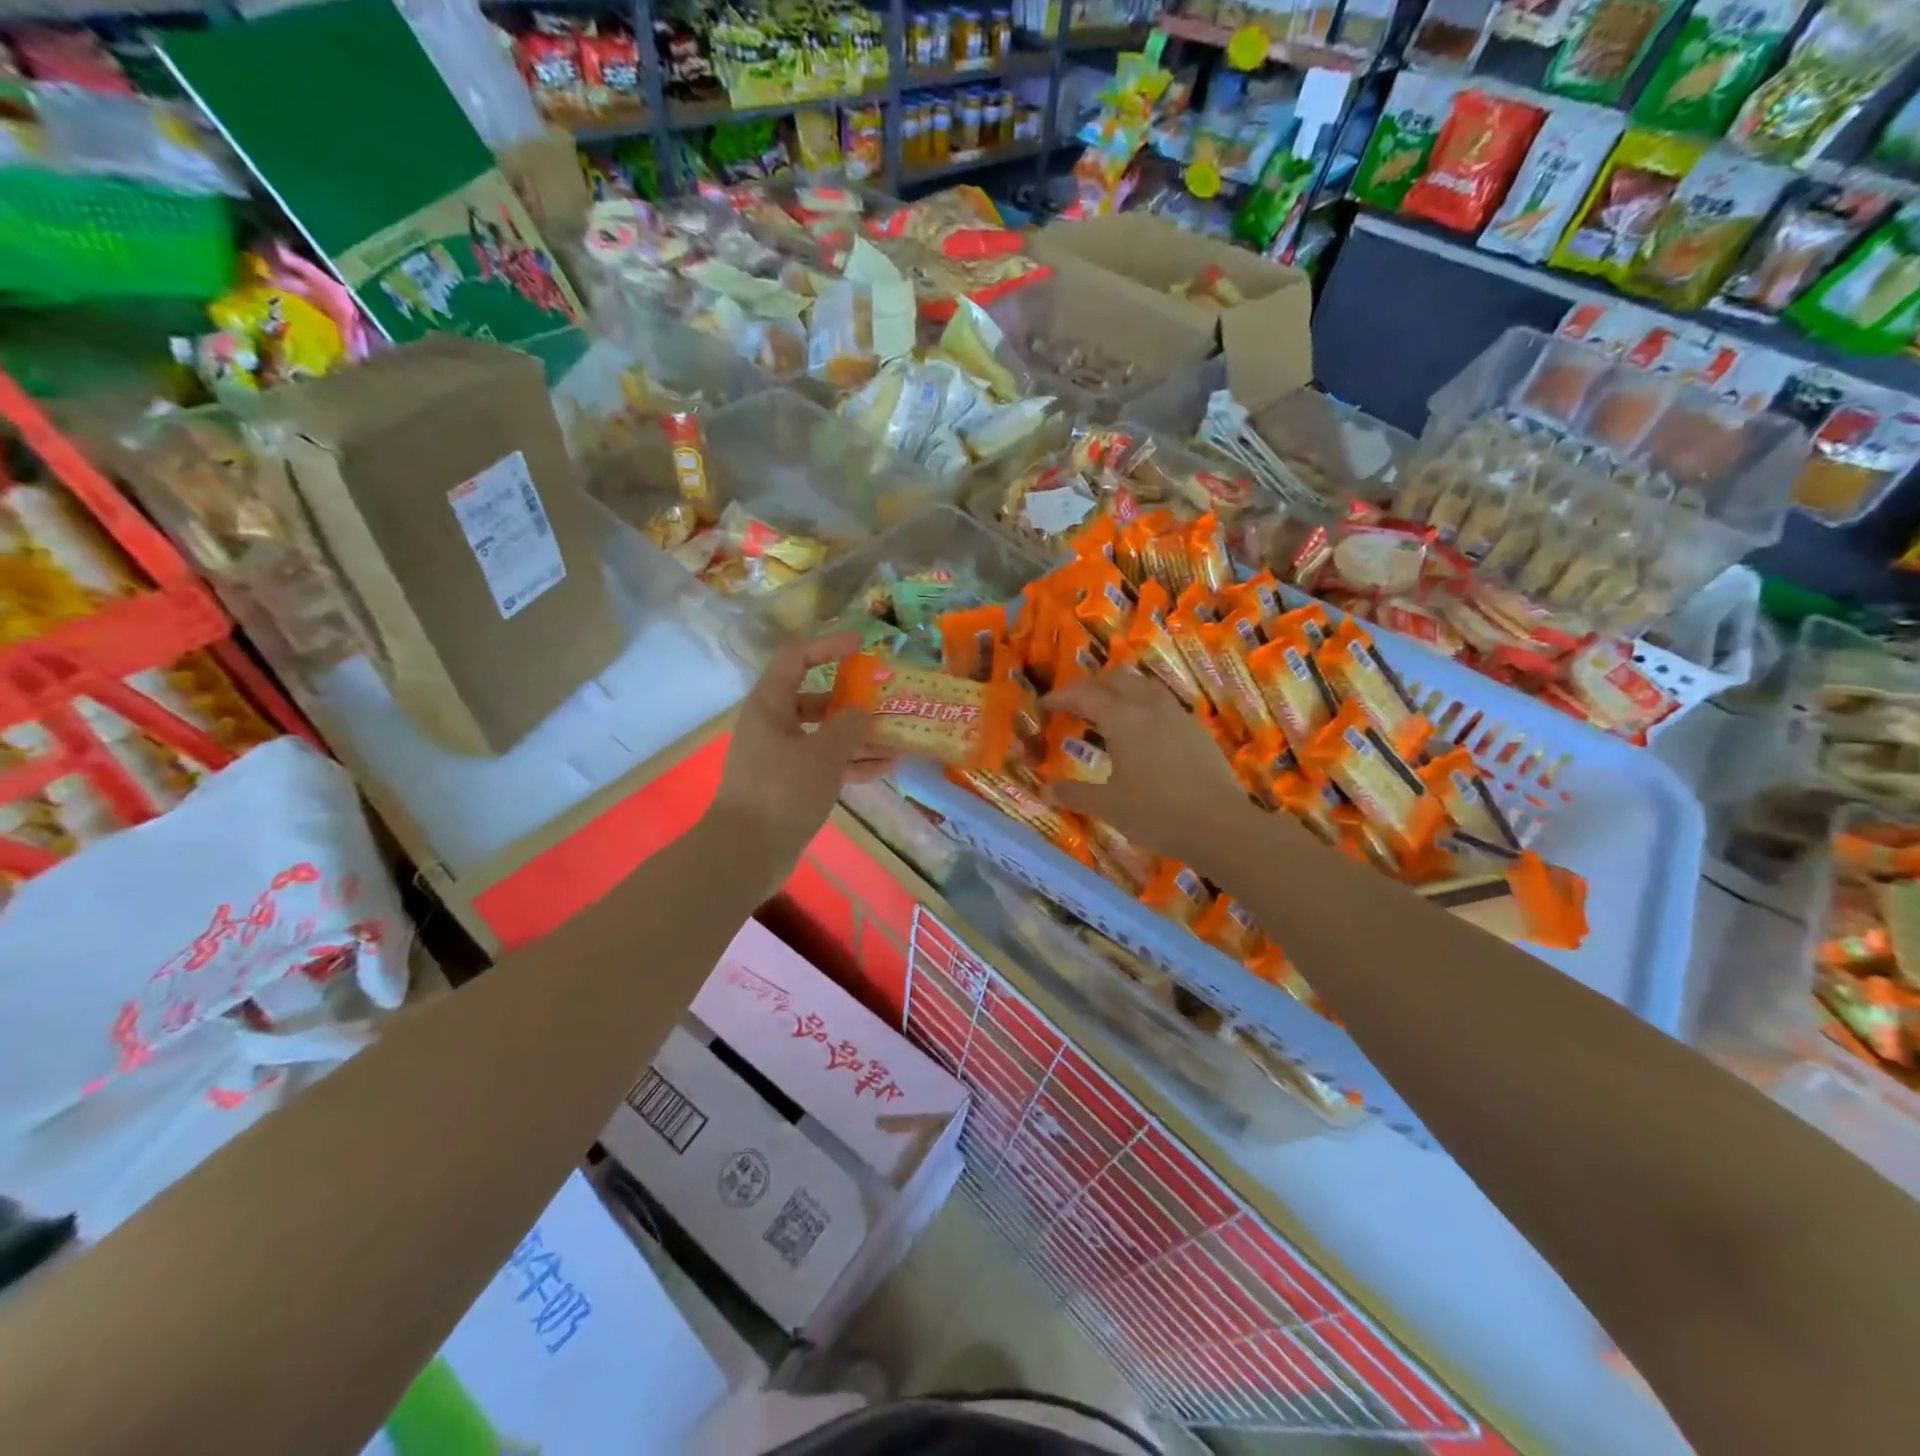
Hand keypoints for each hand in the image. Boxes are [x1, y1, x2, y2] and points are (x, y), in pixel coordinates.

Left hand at [707, 631, 885, 870]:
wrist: (746, 853)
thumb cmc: (782, 791)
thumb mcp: (824, 754)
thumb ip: (849, 726)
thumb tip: (863, 712)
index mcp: (770, 705)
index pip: (796, 657)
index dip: (828, 645)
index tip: (861, 645)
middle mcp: (772, 725)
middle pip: (814, 698)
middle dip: (852, 699)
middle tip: (886, 699)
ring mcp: (780, 757)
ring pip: (824, 735)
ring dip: (859, 735)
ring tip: (898, 737)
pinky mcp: (789, 785)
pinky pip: (824, 764)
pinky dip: (850, 763)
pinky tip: (885, 767)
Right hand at [1045, 670, 1259, 875]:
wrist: (1220, 825)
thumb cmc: (1156, 813)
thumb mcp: (1109, 806)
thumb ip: (1075, 794)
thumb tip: (1045, 789)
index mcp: (1122, 718)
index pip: (1084, 695)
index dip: (1061, 697)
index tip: (1044, 704)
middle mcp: (1149, 706)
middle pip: (1116, 678)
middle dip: (1091, 686)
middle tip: (1075, 705)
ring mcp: (1177, 714)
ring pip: (1143, 686)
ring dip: (1120, 691)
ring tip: (1108, 712)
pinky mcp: (1196, 728)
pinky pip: (1162, 702)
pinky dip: (1142, 705)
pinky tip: (1142, 732)